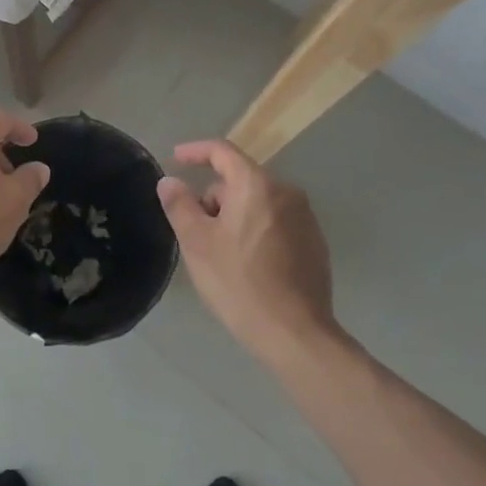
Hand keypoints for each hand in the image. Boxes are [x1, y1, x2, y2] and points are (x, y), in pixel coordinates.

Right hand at [157, 139, 337, 365]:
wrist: (296, 334)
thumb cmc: (239, 283)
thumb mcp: (197, 243)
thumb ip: (180, 204)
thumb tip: (170, 181)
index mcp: (256, 185)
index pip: (222, 151)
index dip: (195, 151)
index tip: (175, 159)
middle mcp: (286, 192)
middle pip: (240, 180)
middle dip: (214, 198)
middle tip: (196, 231)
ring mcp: (305, 218)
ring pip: (258, 202)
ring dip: (235, 216)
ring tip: (221, 253)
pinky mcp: (315, 243)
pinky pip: (276, 222)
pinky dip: (257, 231)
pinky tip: (248, 265)